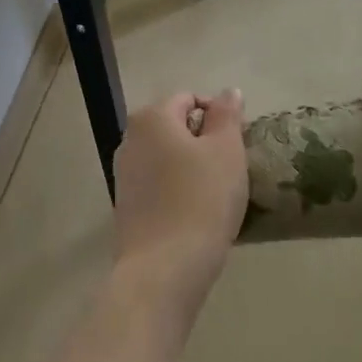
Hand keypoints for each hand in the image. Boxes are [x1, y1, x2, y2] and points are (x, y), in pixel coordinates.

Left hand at [111, 89, 248, 331]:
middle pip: (175, 128)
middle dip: (204, 142)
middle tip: (231, 170)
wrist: (164, 269)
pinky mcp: (126, 205)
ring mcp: (123, 174)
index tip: (238, 146)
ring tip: (216, 194)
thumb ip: (227, 115)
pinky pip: (158, 185)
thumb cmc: (201, 200)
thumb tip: (229, 92)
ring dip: (191, 168)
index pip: (190, 99)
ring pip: (167, 158)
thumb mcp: (226, 151)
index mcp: (152, 118)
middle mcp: (130, 139)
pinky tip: (196, 214)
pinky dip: (178, 191)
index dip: (218, 116)